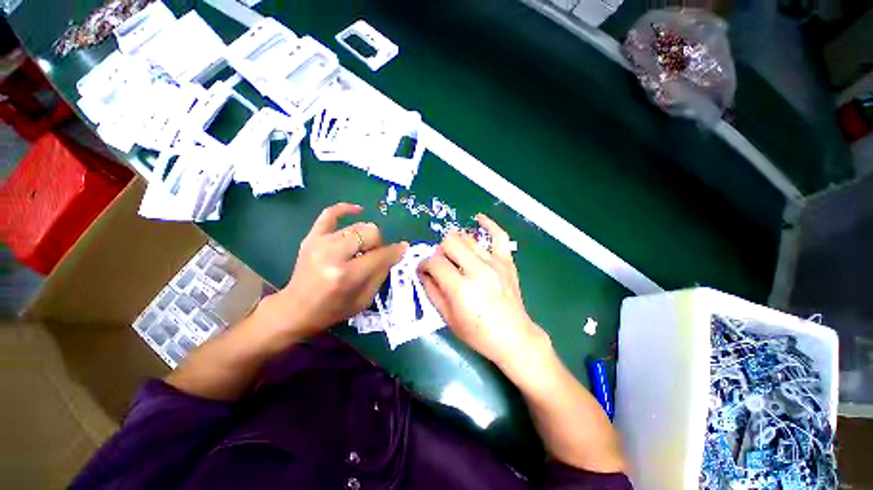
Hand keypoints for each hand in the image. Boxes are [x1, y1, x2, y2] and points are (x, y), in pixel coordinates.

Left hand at [259, 203, 406, 340]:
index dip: (395, 251)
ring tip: (361, 249)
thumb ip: (382, 273)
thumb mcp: (364, 299)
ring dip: (365, 237)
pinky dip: (345, 209)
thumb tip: (397, 251)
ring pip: (357, 226)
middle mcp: (333, 254)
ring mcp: (320, 243)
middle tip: (373, 256)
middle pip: (370, 233)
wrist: (295, 309)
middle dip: (378, 244)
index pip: (380, 255)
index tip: (402, 249)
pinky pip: (330, 213)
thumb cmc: (333, 309)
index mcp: (347, 275)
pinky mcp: (311, 237)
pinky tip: (358, 210)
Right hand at [418, 215, 550, 373]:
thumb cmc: (478, 333)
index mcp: (461, 288)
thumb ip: (432, 291)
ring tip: (455, 255)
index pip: (434, 262)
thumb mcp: (448, 318)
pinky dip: (488, 225)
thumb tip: (423, 272)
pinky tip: (478, 219)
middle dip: (439, 252)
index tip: (424, 270)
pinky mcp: (506, 261)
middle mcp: (477, 270)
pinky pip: (499, 235)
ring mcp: (494, 263)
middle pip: (449, 243)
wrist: (513, 336)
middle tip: (441, 264)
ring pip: (467, 238)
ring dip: (455, 244)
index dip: (424, 264)